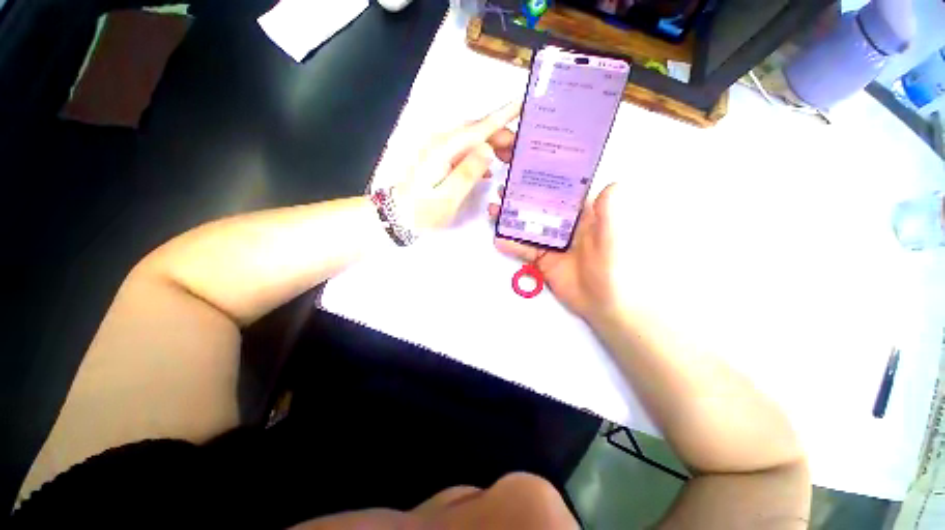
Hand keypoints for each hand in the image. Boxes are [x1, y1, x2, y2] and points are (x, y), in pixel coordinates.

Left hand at [395, 102, 519, 230]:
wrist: (398, 216)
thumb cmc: (423, 210)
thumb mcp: (449, 197)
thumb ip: (468, 172)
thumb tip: (488, 149)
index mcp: (444, 148)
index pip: (478, 128)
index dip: (502, 116)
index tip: (522, 104)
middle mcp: (441, 142)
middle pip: (475, 131)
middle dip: (500, 135)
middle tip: (518, 151)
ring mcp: (438, 149)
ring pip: (470, 140)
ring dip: (490, 145)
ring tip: (507, 160)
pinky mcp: (437, 158)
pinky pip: (463, 150)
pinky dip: (478, 155)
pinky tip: (487, 169)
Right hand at [488, 183, 624, 323]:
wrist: (605, 303)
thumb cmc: (614, 267)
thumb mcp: (613, 238)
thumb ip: (609, 213)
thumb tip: (611, 183)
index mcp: (583, 215)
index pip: (563, 192)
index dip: (547, 180)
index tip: (530, 168)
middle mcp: (565, 225)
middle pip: (539, 207)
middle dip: (521, 197)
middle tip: (503, 188)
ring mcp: (552, 243)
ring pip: (528, 226)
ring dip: (511, 218)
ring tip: (494, 210)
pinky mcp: (543, 259)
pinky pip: (524, 250)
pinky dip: (511, 245)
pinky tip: (498, 239)